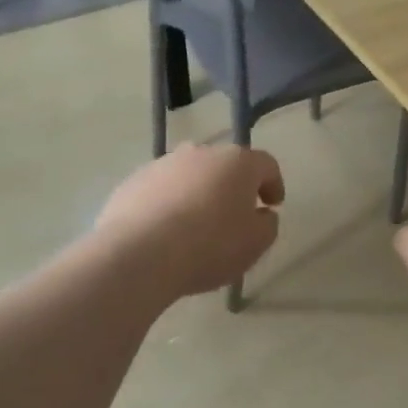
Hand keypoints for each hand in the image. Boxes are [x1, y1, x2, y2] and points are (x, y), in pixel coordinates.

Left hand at [94, 144, 285, 297]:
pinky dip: (168, 205)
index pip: (266, 165)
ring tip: (195, 227)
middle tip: (234, 217)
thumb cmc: (210, 246)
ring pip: (190, 176)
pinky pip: (160, 190)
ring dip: (198, 194)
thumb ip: (268, 224)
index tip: (272, 206)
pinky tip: (164, 232)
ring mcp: (163, 164)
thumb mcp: (256, 243)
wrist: (138, 254)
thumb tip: (262, 215)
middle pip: (225, 166)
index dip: (274, 184)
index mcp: (238, 162)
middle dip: (233, 188)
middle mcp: (201, 153)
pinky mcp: (133, 181)